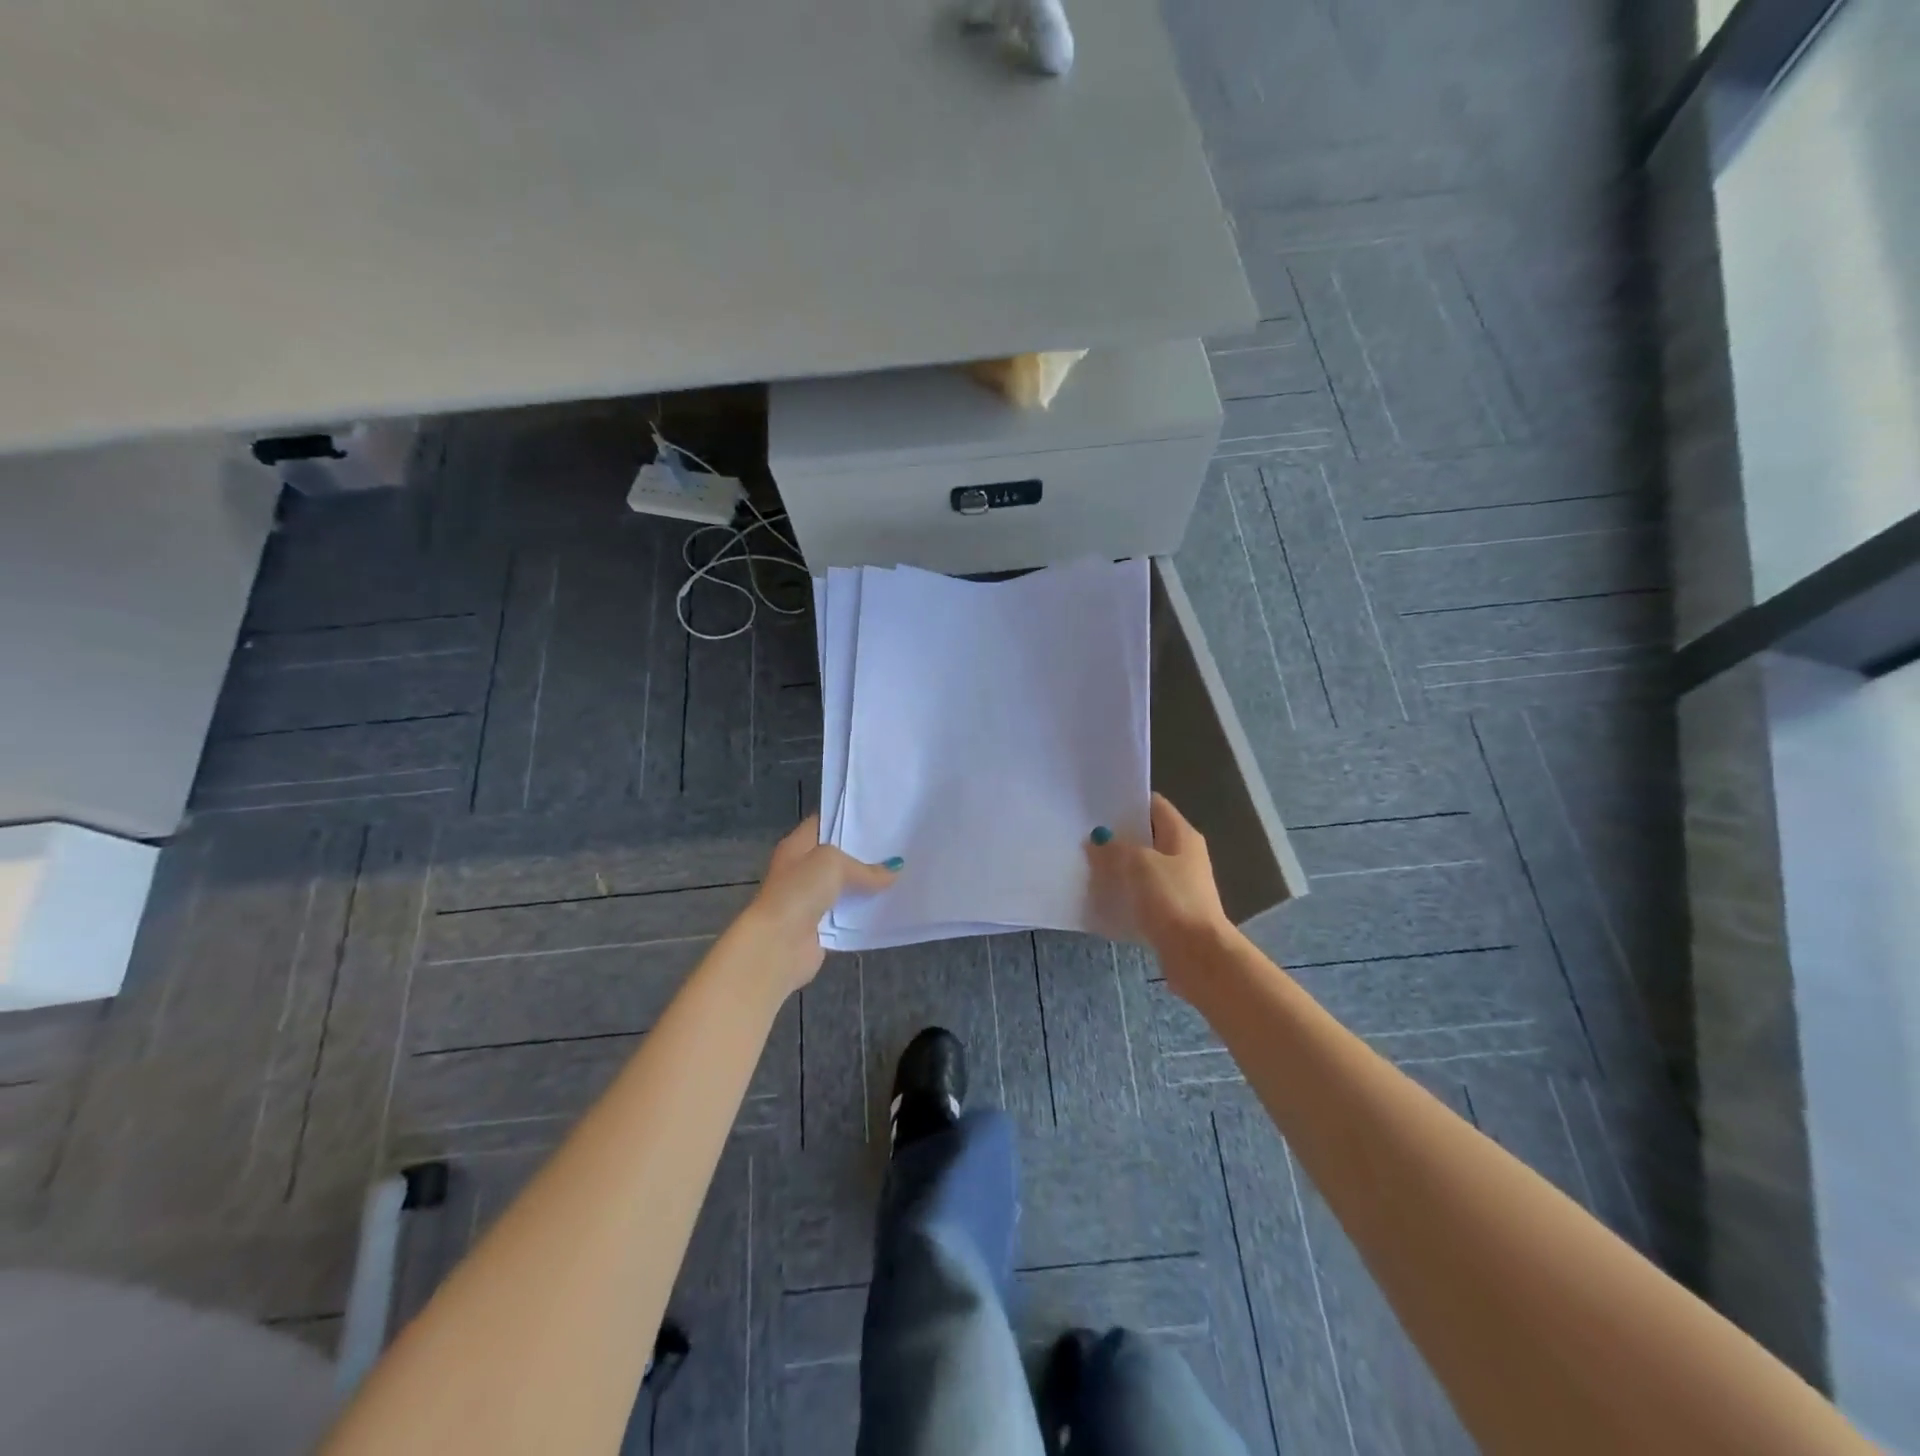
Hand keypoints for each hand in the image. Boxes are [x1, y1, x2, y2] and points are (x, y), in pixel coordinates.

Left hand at [736, 816, 899, 995]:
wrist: (778, 944)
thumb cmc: (800, 891)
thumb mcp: (833, 864)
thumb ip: (864, 867)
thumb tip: (893, 872)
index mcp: (797, 845)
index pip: (825, 822)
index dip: (849, 818)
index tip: (880, 817)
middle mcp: (802, 869)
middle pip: (838, 855)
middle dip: (865, 852)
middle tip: (898, 844)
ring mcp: (811, 898)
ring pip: (845, 885)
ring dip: (868, 884)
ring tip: (902, 872)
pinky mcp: (821, 925)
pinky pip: (848, 912)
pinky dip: (864, 910)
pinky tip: (890, 903)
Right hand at [1086, 795, 1230, 964]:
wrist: (1197, 954)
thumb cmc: (1172, 899)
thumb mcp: (1138, 864)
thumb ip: (1115, 848)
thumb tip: (1098, 841)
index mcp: (1182, 835)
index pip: (1154, 805)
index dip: (1127, 803)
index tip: (1097, 807)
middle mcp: (1184, 855)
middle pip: (1148, 836)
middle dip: (1118, 837)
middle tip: (1086, 837)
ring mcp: (1180, 884)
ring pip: (1143, 867)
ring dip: (1120, 867)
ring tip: (1088, 865)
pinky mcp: (1172, 911)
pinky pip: (1144, 894)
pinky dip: (1126, 893)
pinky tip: (1103, 896)